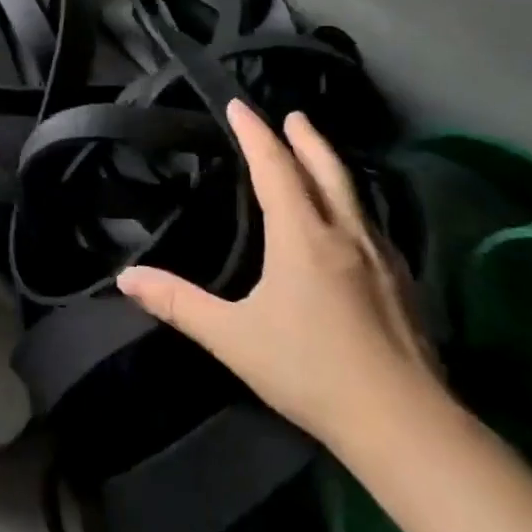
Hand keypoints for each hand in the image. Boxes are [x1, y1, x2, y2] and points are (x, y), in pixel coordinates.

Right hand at [117, 100, 436, 446]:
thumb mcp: (232, 337)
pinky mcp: (405, 286)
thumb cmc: (310, 371)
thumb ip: (178, 303)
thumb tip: (126, 277)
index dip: (255, 134)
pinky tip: (352, 224)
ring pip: (354, 196)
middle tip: (293, 115)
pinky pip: (373, 224)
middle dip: (306, 139)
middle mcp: (345, 234)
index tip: (239, 105)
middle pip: (325, 170)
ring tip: (318, 157)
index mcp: (302, 236)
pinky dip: (352, 204)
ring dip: (331, 168)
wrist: (405, 426)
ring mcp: (382, 259)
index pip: (274, 168)